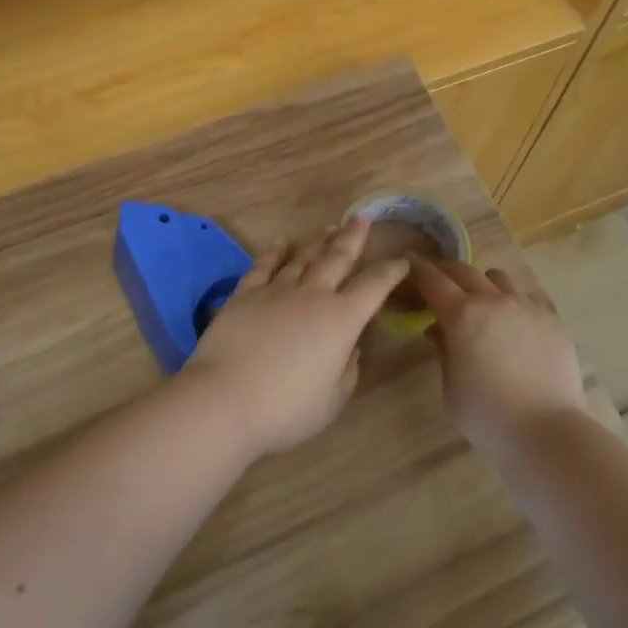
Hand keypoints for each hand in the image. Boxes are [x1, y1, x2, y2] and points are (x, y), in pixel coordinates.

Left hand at [183, 218, 409, 458]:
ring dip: (318, 242)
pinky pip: (263, 266)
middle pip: (337, 258)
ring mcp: (276, 291)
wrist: (225, 399)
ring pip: (303, 258)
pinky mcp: (245, 295)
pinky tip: (279, 242)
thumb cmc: (287, 408)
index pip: (374, 287)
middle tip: (362, 218)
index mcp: (342, 319)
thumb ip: (347, 369)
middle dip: (353, 237)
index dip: (390, 271)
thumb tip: (350, 347)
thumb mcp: (333, 399)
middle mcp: (313, 295)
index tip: (401, 259)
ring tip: (329, 227)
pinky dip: (272, 252)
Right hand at [409, 256, 585, 453]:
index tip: (409, 264)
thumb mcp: (451, 386)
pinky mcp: (552, 319)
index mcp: (461, 315)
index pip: (432, 280)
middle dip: (446, 271)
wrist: (546, 431)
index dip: (418, 270)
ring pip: (498, 277)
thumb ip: (443, 350)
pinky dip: (513, 300)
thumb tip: (439, 329)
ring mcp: (526, 306)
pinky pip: (527, 296)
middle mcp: (493, 300)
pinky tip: (514, 320)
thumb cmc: (487, 415)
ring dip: (482, 283)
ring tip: (481, 301)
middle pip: (464, 270)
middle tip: (438, 280)